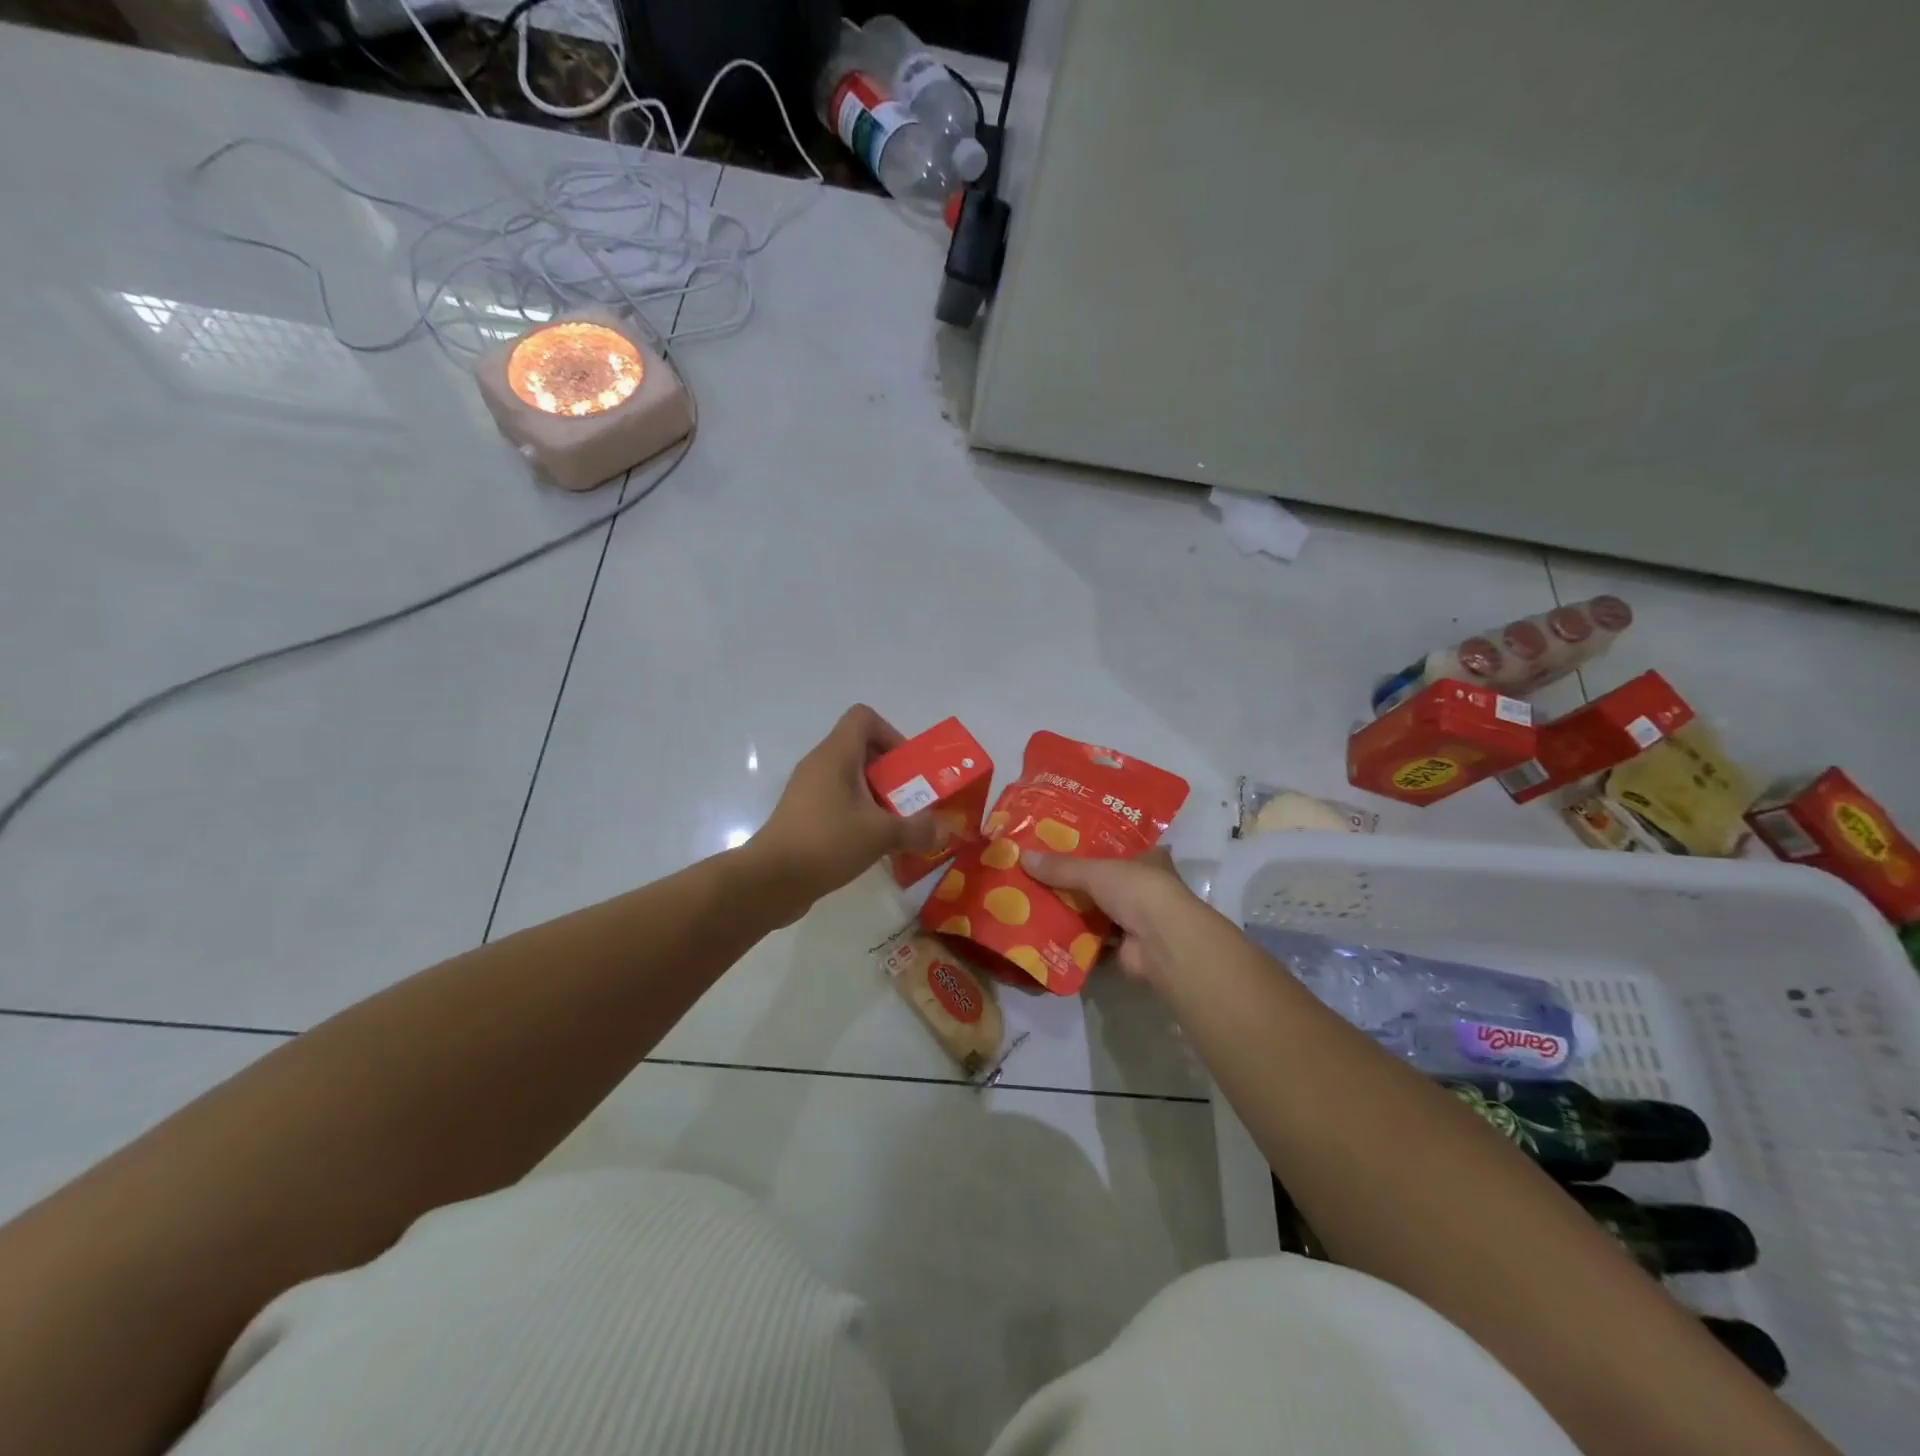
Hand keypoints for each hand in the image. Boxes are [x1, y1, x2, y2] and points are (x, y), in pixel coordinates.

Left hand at [747, 705, 947, 914]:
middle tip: (913, 800)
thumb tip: (945, 832)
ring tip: (899, 826)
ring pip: (851, 779)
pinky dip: (860, 815)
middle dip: (892, 773)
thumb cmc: (827, 842)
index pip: (863, 718)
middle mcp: (820, 765)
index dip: (890, 734)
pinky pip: (839, 802)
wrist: (770, 881)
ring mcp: (808, 791)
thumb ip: (917, 829)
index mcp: (836, 754)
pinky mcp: (804, 816)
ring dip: (878, 797)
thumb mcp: (880, 834)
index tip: (908, 768)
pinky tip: (874, 845)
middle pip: (862, 749)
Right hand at [1021, 847, 1207, 987]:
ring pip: (1098, 909)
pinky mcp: (1126, 947)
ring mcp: (1137, 919)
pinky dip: (1073, 937)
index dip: (1096, 844)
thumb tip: (1023, 857)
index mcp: (1149, 859)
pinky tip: (1046, 931)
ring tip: (1035, 899)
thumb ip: (1062, 867)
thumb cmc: (1138, 891)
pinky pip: (1092, 938)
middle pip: (1105, 880)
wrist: (1162, 943)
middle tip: (1039, 871)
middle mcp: (1145, 887)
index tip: (1065, 841)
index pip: (1121, 846)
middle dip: (1077, 879)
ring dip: (1073, 909)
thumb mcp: (1096, 871)